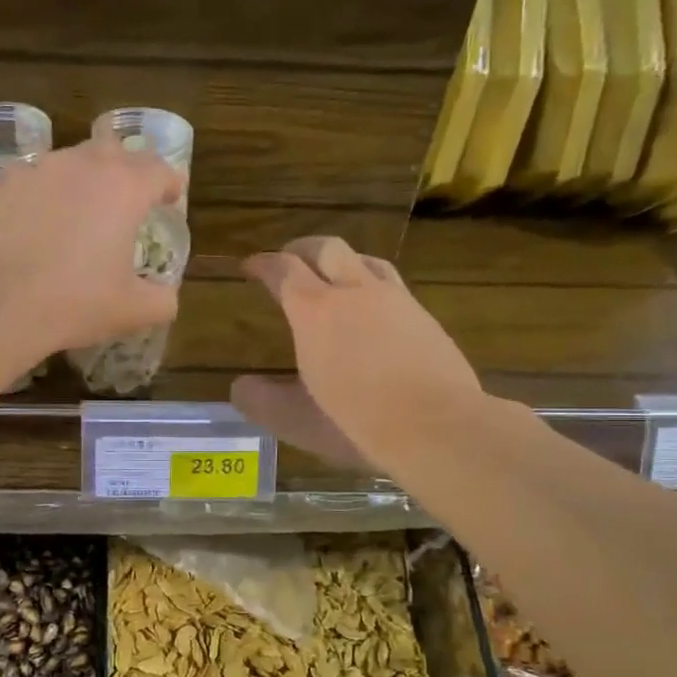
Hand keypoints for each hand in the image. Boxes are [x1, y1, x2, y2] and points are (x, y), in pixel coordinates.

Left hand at [0, 135, 183, 354]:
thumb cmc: (75, 303)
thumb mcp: (133, 311)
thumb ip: (162, 300)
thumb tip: (167, 297)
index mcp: (122, 188)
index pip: (159, 169)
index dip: (170, 183)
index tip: (172, 197)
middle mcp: (79, 166)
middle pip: (113, 152)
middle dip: (126, 171)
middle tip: (128, 199)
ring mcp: (34, 171)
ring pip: (67, 163)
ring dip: (80, 181)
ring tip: (78, 212)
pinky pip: (28, 184)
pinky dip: (39, 198)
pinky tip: (35, 227)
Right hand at [232, 237, 484, 475]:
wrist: (437, 427)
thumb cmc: (356, 423)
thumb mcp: (296, 420)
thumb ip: (262, 401)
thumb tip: (240, 387)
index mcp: (314, 312)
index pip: (283, 270)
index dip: (263, 264)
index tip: (250, 266)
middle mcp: (354, 292)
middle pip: (326, 248)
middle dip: (301, 248)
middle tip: (289, 259)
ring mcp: (396, 300)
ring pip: (364, 260)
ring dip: (341, 261)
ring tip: (333, 276)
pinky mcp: (424, 316)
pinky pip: (392, 284)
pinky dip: (372, 284)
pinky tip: (374, 309)